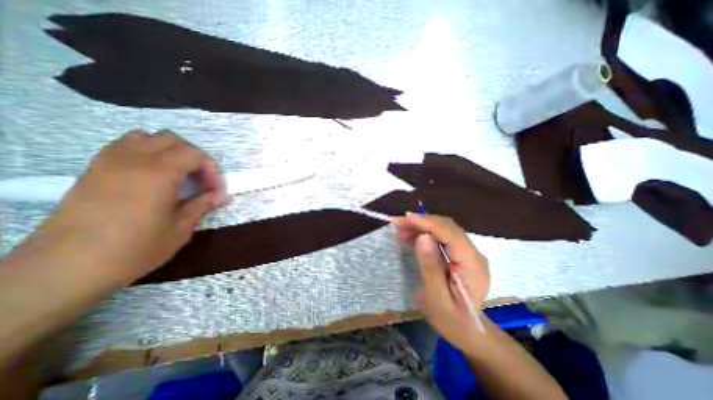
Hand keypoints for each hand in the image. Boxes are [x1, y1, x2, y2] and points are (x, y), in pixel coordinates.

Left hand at [29, 132, 225, 283]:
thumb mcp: (180, 228)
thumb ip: (202, 205)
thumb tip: (220, 196)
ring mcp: (110, 161)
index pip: (195, 155)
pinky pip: (126, 146)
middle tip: (201, 180)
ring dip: (170, 151)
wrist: (67, 266)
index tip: (216, 191)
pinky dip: (147, 152)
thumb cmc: (135, 248)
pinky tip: (153, 174)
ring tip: (178, 173)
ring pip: (148, 137)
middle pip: (174, 140)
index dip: (212, 170)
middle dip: (195, 157)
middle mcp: (135, 159)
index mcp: (159, 173)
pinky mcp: (95, 169)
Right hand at [389, 215, 490, 351]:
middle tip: (397, 222)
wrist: (467, 331)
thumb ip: (431, 267)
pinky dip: (424, 233)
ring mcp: (468, 252)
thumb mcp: (436, 298)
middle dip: (421, 221)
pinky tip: (410, 236)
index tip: (405, 218)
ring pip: (443, 229)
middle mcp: (474, 254)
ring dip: (421, 226)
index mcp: (473, 266)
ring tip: (400, 229)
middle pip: (447, 227)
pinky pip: (441, 236)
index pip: (450, 234)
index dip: (427, 223)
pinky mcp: (460, 253)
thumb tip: (423, 237)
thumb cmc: (451, 320)